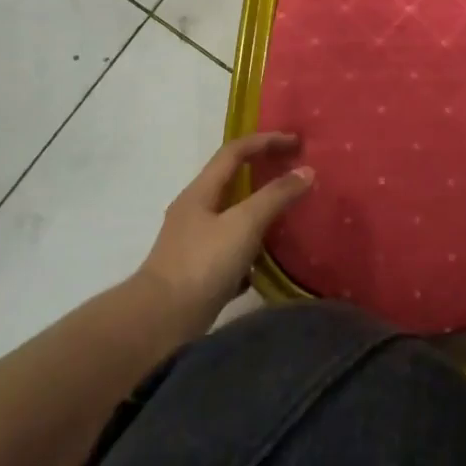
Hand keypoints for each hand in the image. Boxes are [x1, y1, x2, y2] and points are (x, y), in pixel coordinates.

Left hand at [135, 132, 313, 333]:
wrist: (159, 324)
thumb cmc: (201, 265)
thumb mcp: (244, 224)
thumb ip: (275, 196)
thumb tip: (306, 170)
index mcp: (200, 192)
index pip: (234, 151)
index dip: (265, 141)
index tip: (296, 143)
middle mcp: (193, 212)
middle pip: (232, 182)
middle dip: (263, 175)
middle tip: (294, 175)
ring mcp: (193, 244)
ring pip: (232, 219)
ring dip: (259, 214)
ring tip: (287, 220)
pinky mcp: (196, 274)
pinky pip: (229, 252)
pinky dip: (249, 251)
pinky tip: (264, 266)